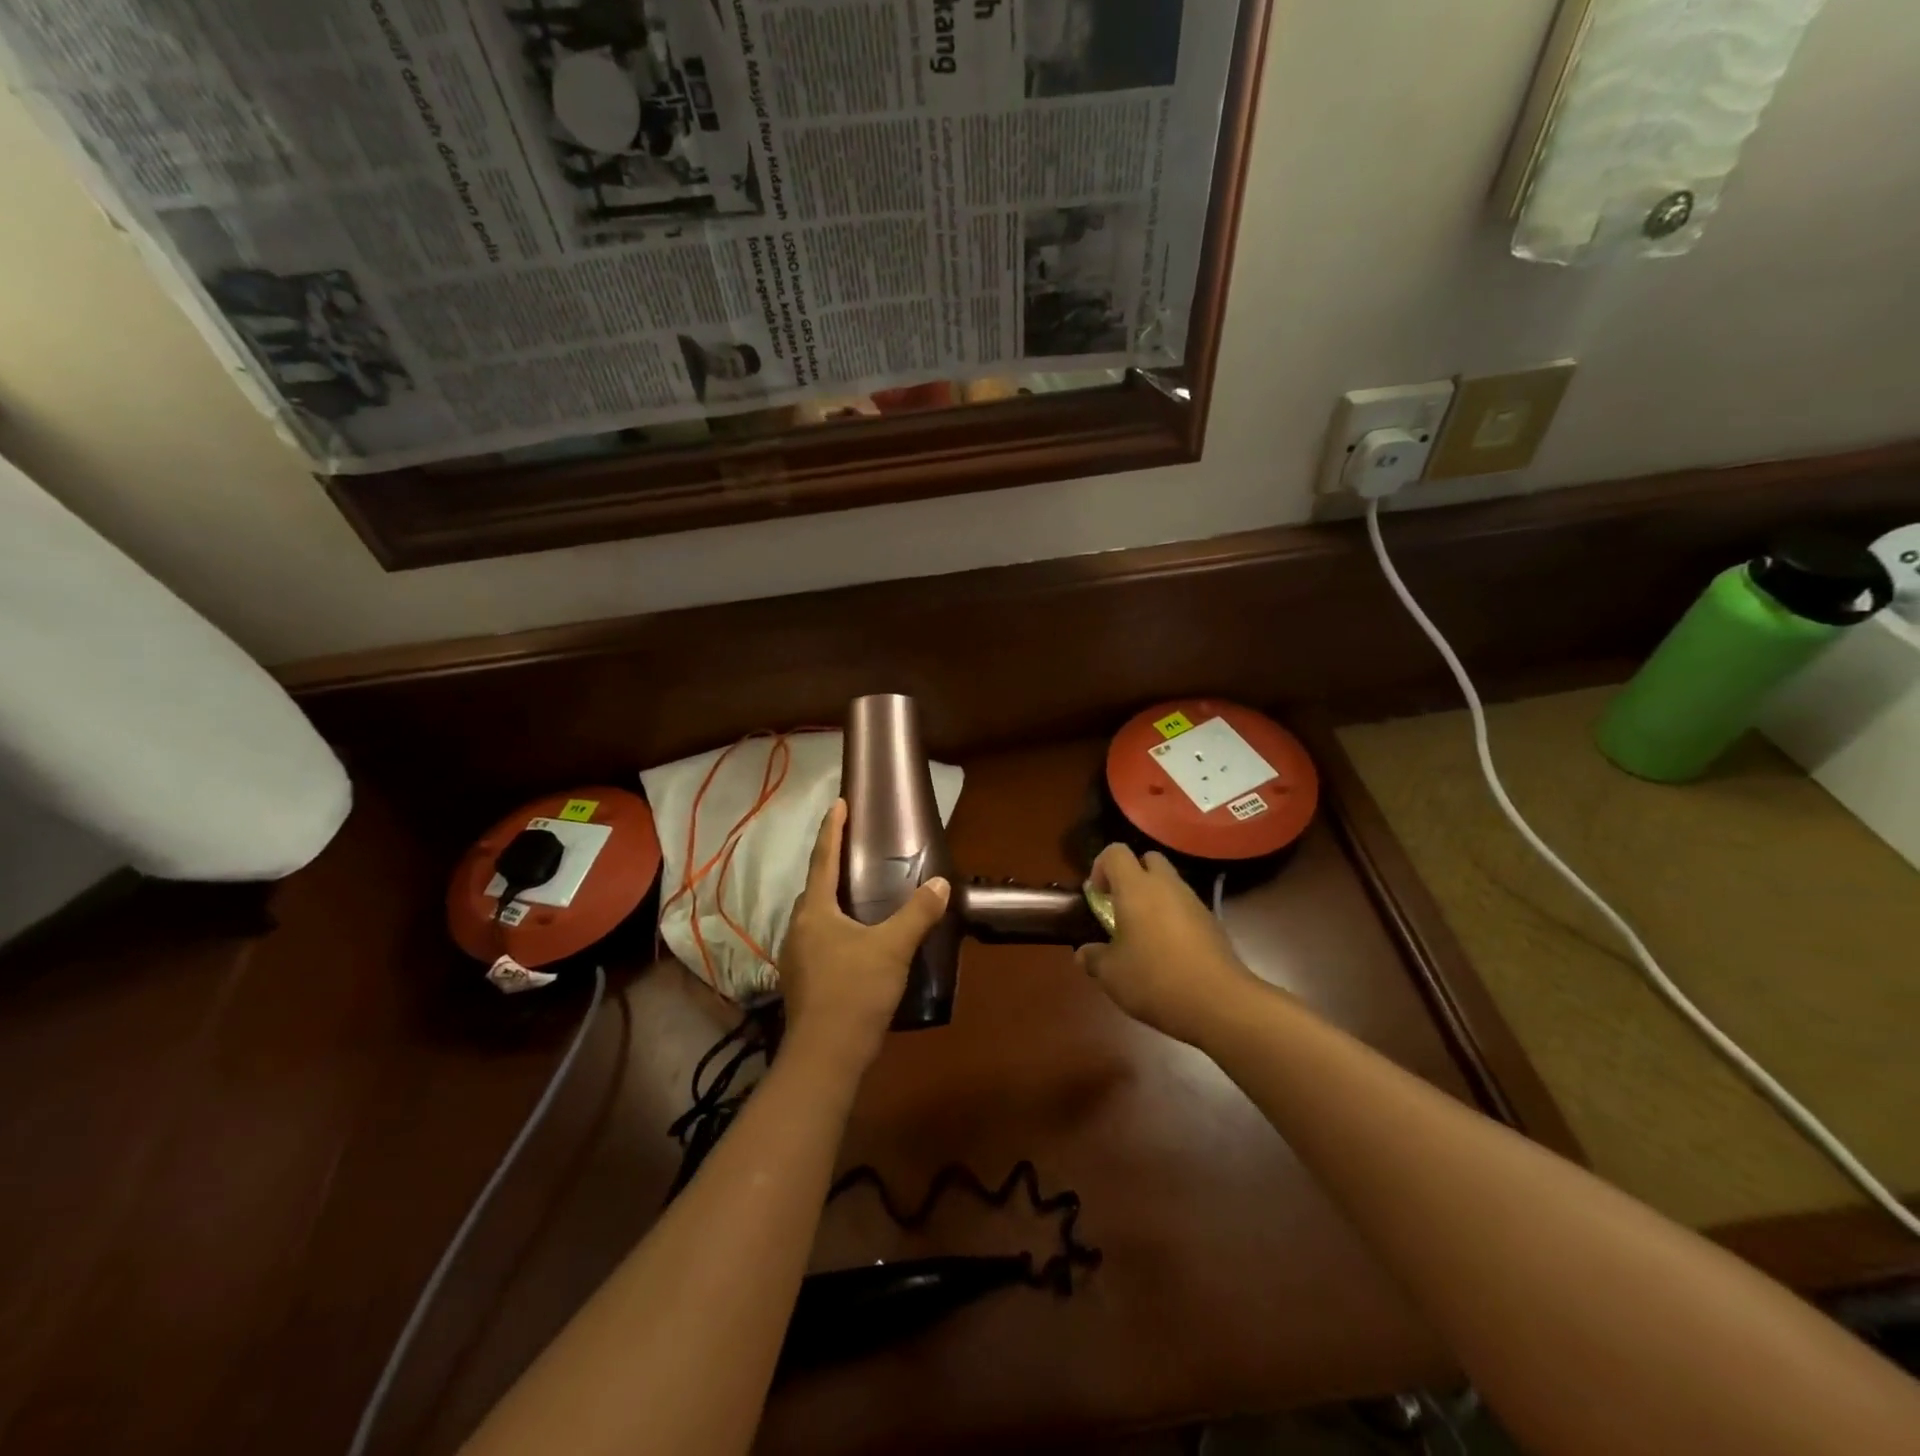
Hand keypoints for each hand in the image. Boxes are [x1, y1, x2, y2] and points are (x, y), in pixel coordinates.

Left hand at [778, 799, 949, 1072]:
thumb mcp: (893, 948)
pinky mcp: (801, 982)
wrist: (825, 1056)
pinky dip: (834, 930)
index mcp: (816, 911)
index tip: (838, 804)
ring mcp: (796, 958)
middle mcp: (799, 928)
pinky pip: (818, 942)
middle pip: (815, 888)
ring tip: (857, 896)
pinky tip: (853, 943)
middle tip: (853, 851)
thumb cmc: (855, 991)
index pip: (823, 859)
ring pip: (815, 918)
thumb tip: (941, 884)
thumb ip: (917, 914)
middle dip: (831, 867)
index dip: (832, 830)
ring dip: (832, 902)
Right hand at [1076, 845, 1262, 1044]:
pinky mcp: (1212, 922)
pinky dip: (1173, 918)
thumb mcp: (1111, 975)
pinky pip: (1186, 907)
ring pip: (1170, 883)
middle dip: (1132, 875)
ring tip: (1144, 935)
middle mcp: (1166, 885)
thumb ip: (1094, 958)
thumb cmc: (1155, 980)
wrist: (1219, 1003)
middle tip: (1121, 907)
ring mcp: (1194, 902)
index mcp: (1136, 888)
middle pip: (1148, 859)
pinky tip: (1168, 952)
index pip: (1116, 852)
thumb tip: (1083, 953)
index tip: (1097, 896)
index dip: (1101, 867)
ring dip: (1154, 898)